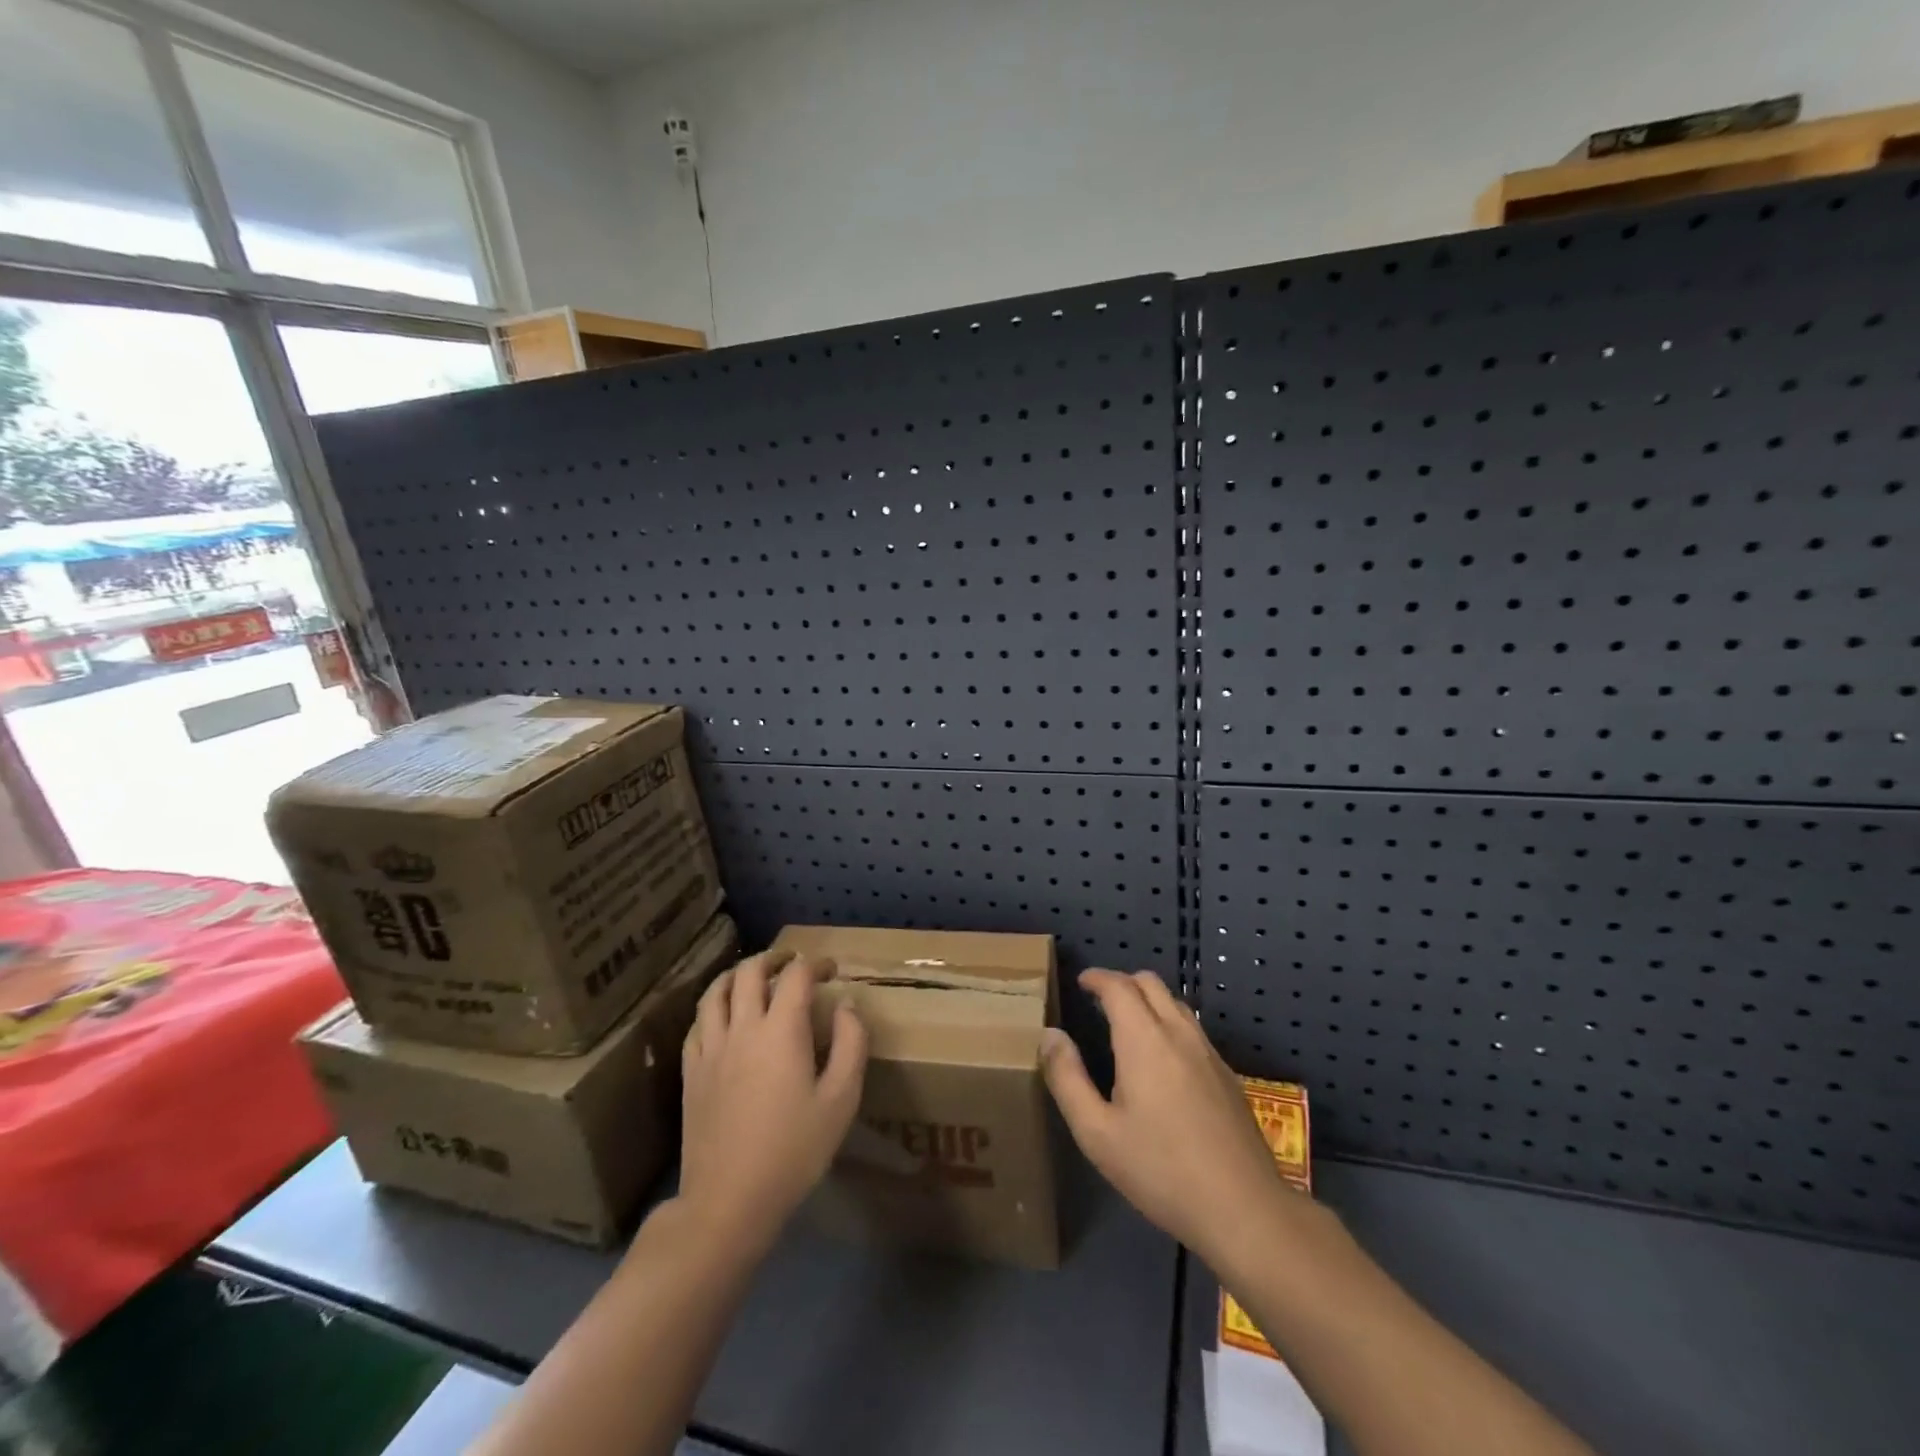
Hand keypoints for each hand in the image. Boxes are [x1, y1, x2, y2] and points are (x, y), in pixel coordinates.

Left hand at [679, 950, 867, 1253]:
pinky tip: (724, 1017)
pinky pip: (698, 1023)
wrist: (728, 1201)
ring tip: (753, 976)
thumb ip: (851, 1045)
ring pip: (716, 991)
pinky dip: (714, 1007)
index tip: (831, 970)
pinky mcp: (690, 1072)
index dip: (815, 963)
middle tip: (792, 962)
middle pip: (750, 971)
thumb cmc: (794, 1151)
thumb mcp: (841, 1100)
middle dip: (774, 958)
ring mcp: (710, 1049)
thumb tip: (846, 1005)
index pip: (796, 975)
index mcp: (781, 1031)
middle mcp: (742, 1028)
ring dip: (737, 974)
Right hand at [1042, 969, 1300, 1269]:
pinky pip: (1194, 1030)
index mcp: (1144, 1040)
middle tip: (1101, 1001)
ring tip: (1129, 1026)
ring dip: (1149, 1001)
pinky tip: (1164, 1062)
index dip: (1097, 977)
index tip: (1081, 982)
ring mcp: (1209, 1053)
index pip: (1119, 986)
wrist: (1244, 1208)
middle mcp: (1179, 1034)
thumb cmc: (1161, 1170)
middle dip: (1123, 982)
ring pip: (1176, 1004)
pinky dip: (1171, 1024)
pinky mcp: (1228, 1075)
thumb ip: (1067, 1078)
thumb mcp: (1097, 1133)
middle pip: (1151, 983)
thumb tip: (1050, 1035)